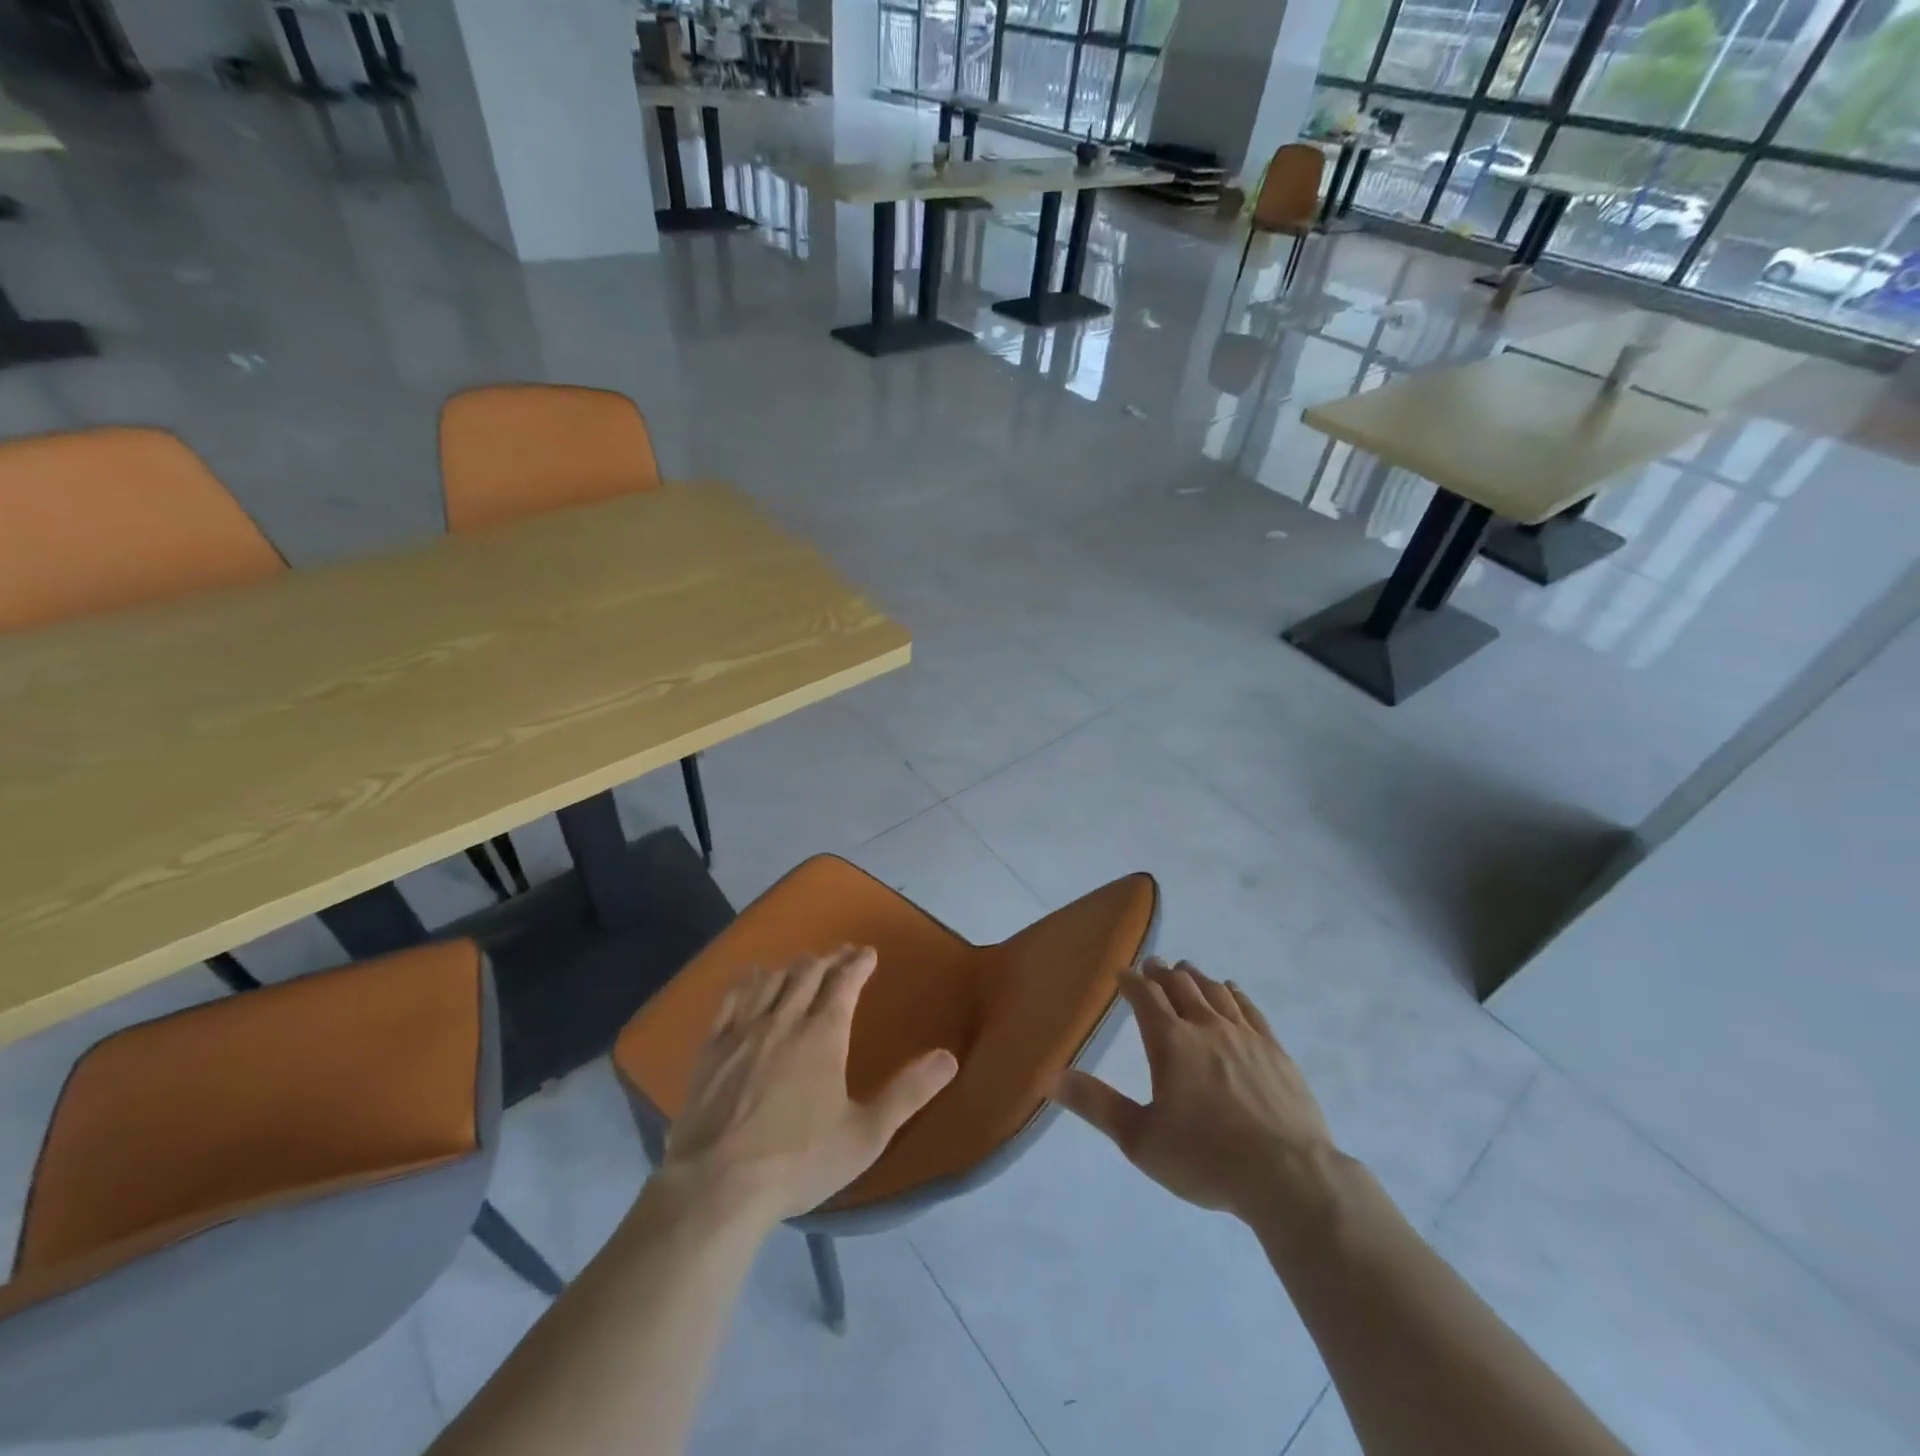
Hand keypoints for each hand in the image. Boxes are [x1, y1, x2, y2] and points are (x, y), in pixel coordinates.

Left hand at [659, 946, 958, 1223]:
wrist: (716, 1187)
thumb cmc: (799, 1161)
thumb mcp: (866, 1135)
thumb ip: (908, 1093)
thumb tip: (949, 1058)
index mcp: (823, 1035)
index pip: (845, 982)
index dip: (858, 963)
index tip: (868, 953)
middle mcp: (784, 1020)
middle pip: (808, 973)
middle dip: (829, 959)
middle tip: (841, 954)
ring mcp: (743, 1031)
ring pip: (771, 980)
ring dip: (792, 967)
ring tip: (803, 965)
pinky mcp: (711, 1049)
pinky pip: (731, 999)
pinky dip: (748, 981)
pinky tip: (752, 978)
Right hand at [1053, 958, 1337, 1222]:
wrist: (1288, 1177)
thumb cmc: (1205, 1159)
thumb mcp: (1139, 1139)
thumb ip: (1095, 1103)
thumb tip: (1050, 1075)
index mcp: (1170, 1042)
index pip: (1145, 996)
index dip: (1132, 980)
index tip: (1123, 973)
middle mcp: (1206, 1026)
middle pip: (1181, 986)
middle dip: (1162, 973)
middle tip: (1153, 966)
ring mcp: (1245, 1035)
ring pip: (1215, 991)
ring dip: (1196, 977)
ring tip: (1186, 971)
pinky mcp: (1275, 1050)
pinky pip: (1250, 1008)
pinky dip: (1234, 993)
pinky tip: (1231, 991)